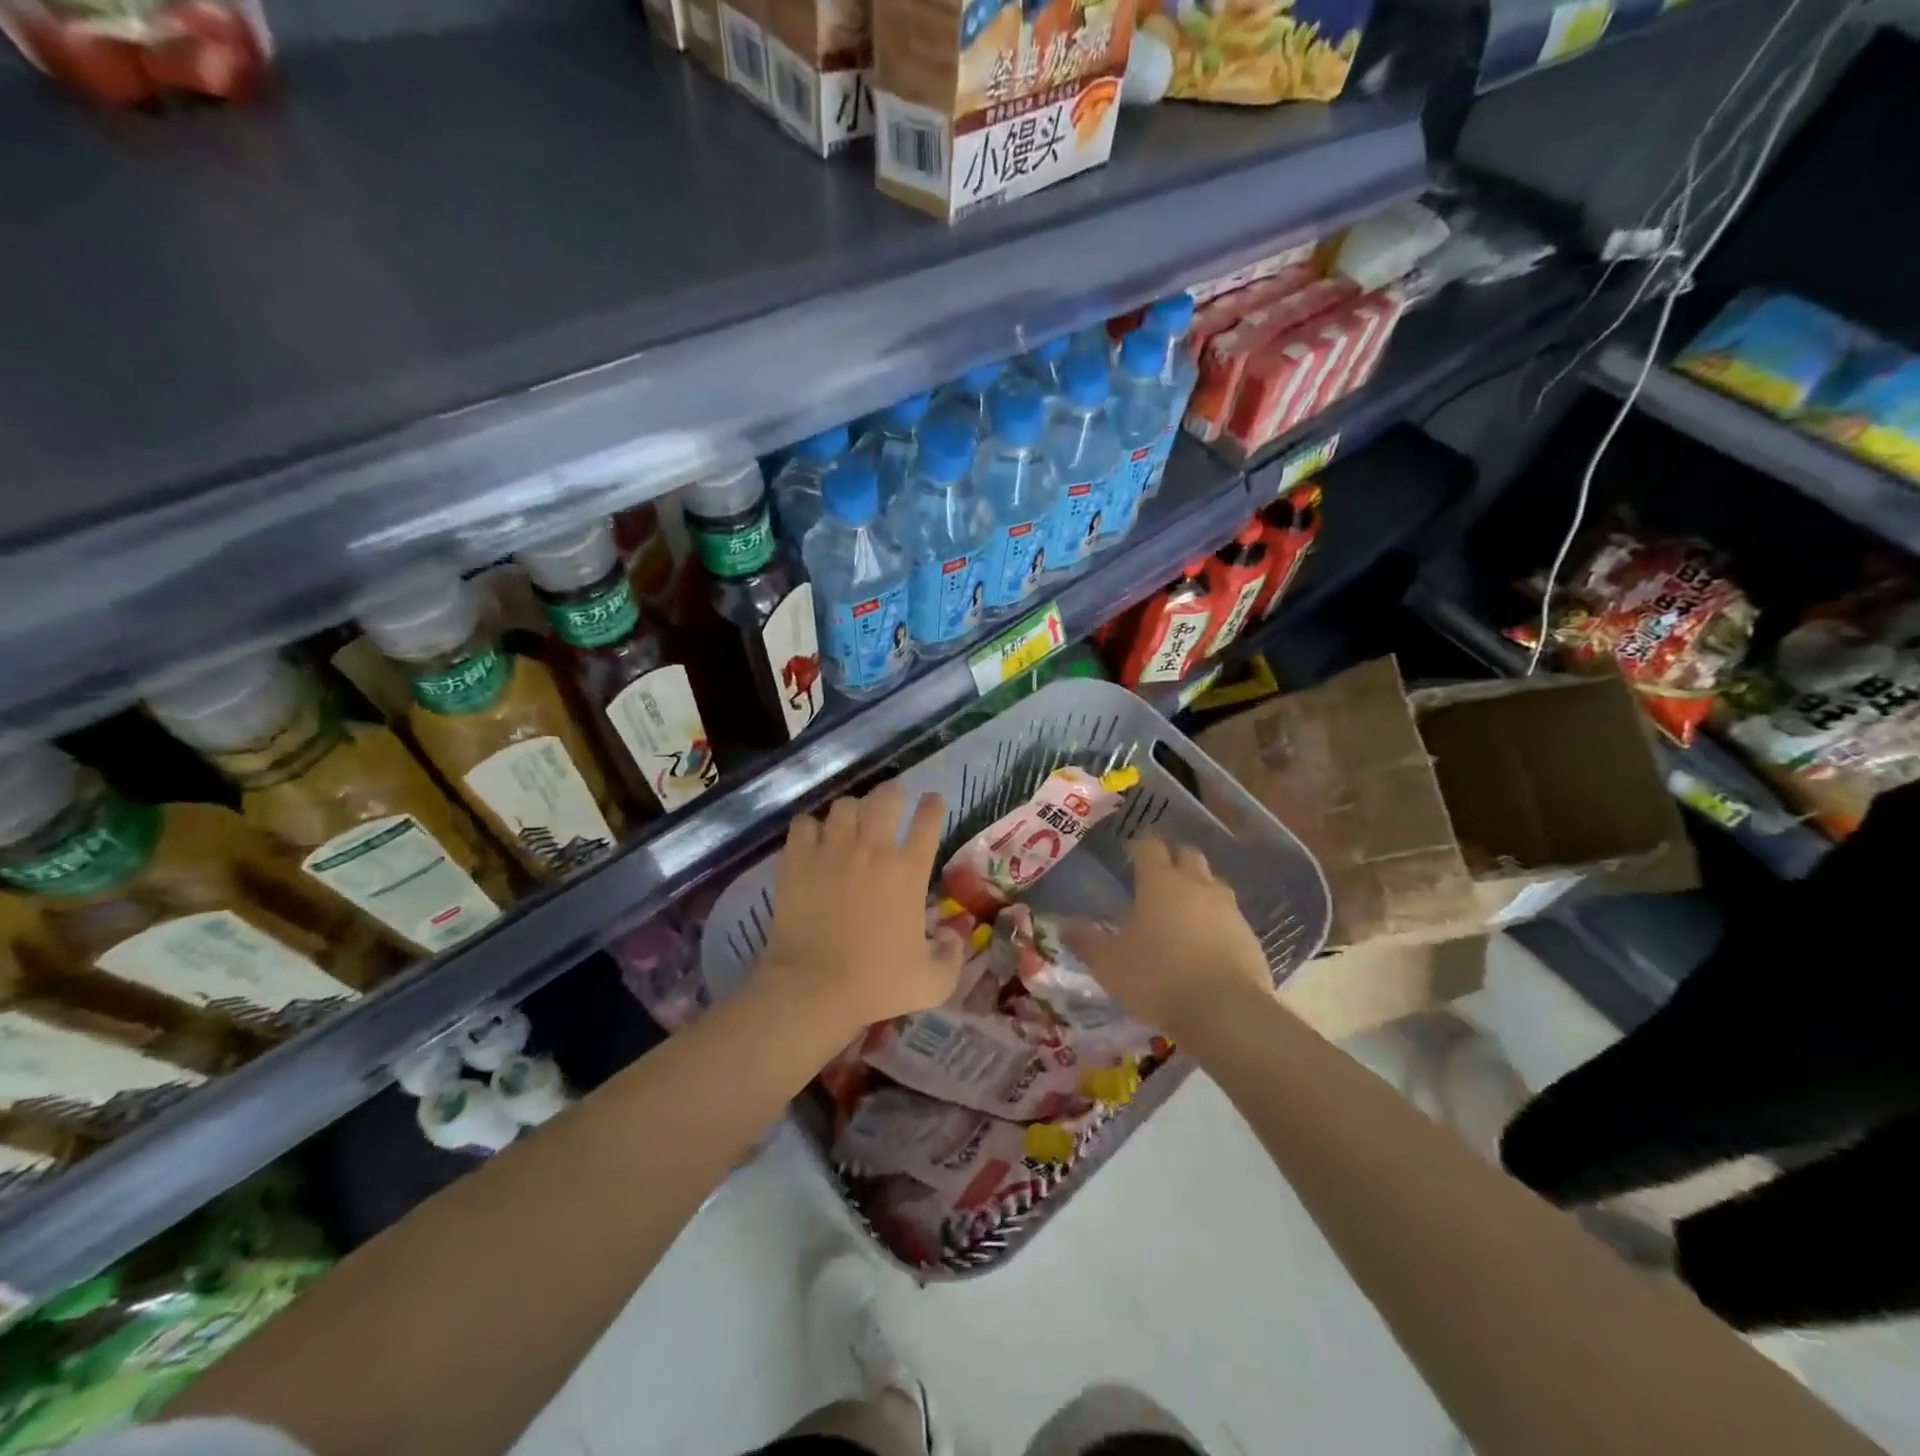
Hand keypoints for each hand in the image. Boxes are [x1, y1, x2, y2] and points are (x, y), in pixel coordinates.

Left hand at [756, 783, 966, 1038]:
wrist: (813, 988)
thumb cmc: (876, 984)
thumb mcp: (933, 982)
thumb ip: (953, 955)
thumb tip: (956, 935)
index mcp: (909, 871)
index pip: (929, 819)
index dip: (933, 805)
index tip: (932, 802)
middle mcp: (874, 849)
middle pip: (887, 796)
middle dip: (893, 794)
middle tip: (892, 804)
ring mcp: (832, 849)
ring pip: (845, 805)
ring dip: (852, 810)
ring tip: (851, 822)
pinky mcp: (798, 859)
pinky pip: (804, 823)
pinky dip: (811, 827)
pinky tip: (813, 839)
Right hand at [1065, 836, 1272, 1042]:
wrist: (1225, 1012)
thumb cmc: (1158, 978)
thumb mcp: (1110, 965)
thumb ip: (1087, 943)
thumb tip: (1064, 928)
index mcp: (1161, 882)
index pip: (1150, 846)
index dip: (1139, 845)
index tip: (1129, 852)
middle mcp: (1197, 885)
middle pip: (1188, 854)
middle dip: (1173, 858)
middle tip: (1157, 875)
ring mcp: (1228, 908)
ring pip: (1213, 882)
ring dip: (1198, 887)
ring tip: (1183, 908)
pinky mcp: (1249, 934)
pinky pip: (1230, 915)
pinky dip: (1216, 919)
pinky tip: (1206, 941)